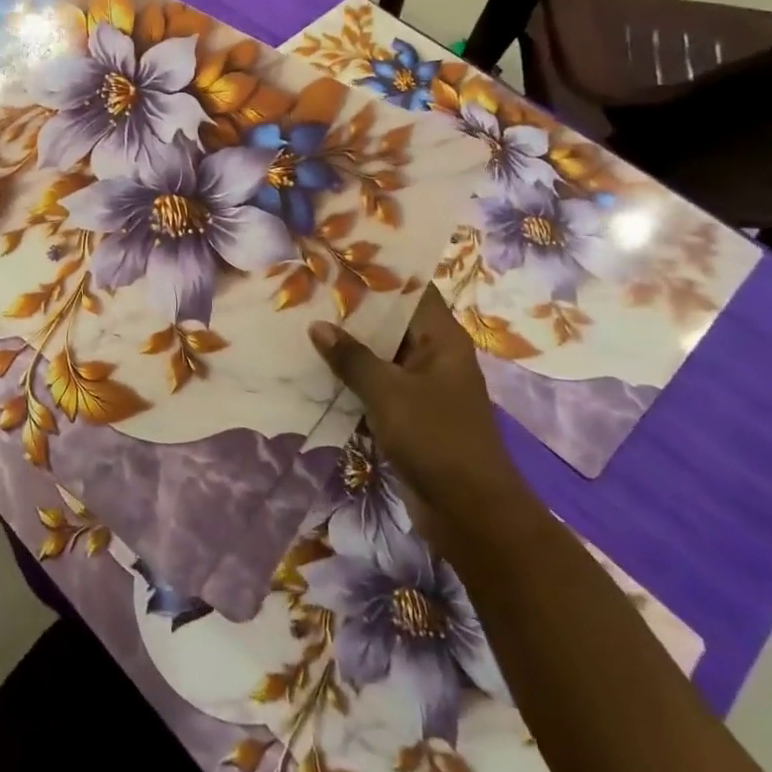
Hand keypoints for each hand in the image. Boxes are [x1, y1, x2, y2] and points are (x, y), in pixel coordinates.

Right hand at [310, 289, 529, 553]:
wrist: (470, 514)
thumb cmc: (437, 440)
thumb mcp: (389, 392)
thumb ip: (352, 358)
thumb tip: (317, 325)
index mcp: (442, 339)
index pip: (411, 290)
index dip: (379, 273)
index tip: (339, 258)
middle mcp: (433, 356)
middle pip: (391, 322)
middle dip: (352, 309)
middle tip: (308, 288)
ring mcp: (420, 387)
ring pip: (379, 355)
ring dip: (346, 347)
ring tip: (301, 322)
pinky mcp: (407, 415)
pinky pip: (374, 386)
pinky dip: (349, 379)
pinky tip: (313, 370)